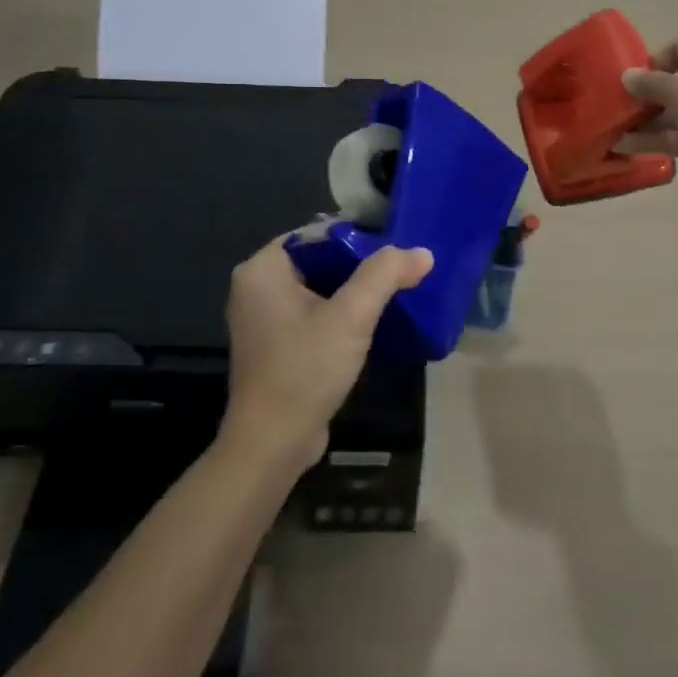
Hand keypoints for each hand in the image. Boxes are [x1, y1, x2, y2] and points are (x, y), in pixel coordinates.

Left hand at [221, 238, 434, 471]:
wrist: (273, 442)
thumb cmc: (305, 369)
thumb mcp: (351, 317)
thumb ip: (385, 276)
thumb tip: (422, 252)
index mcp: (261, 269)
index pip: (315, 234)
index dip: (356, 236)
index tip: (394, 248)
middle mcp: (255, 287)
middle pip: (317, 259)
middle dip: (358, 265)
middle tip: (400, 270)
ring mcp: (263, 319)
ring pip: (317, 288)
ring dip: (352, 292)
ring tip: (393, 293)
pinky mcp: (275, 345)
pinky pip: (311, 314)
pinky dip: (338, 314)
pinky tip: (370, 324)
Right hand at [617, 39, 677, 204]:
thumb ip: (650, 82)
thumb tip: (627, 76)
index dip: (653, 61)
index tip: (630, 78)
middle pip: (672, 83)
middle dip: (643, 95)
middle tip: (614, 106)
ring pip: (670, 114)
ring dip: (642, 121)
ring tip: (610, 128)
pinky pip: (672, 138)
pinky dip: (650, 141)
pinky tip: (622, 146)